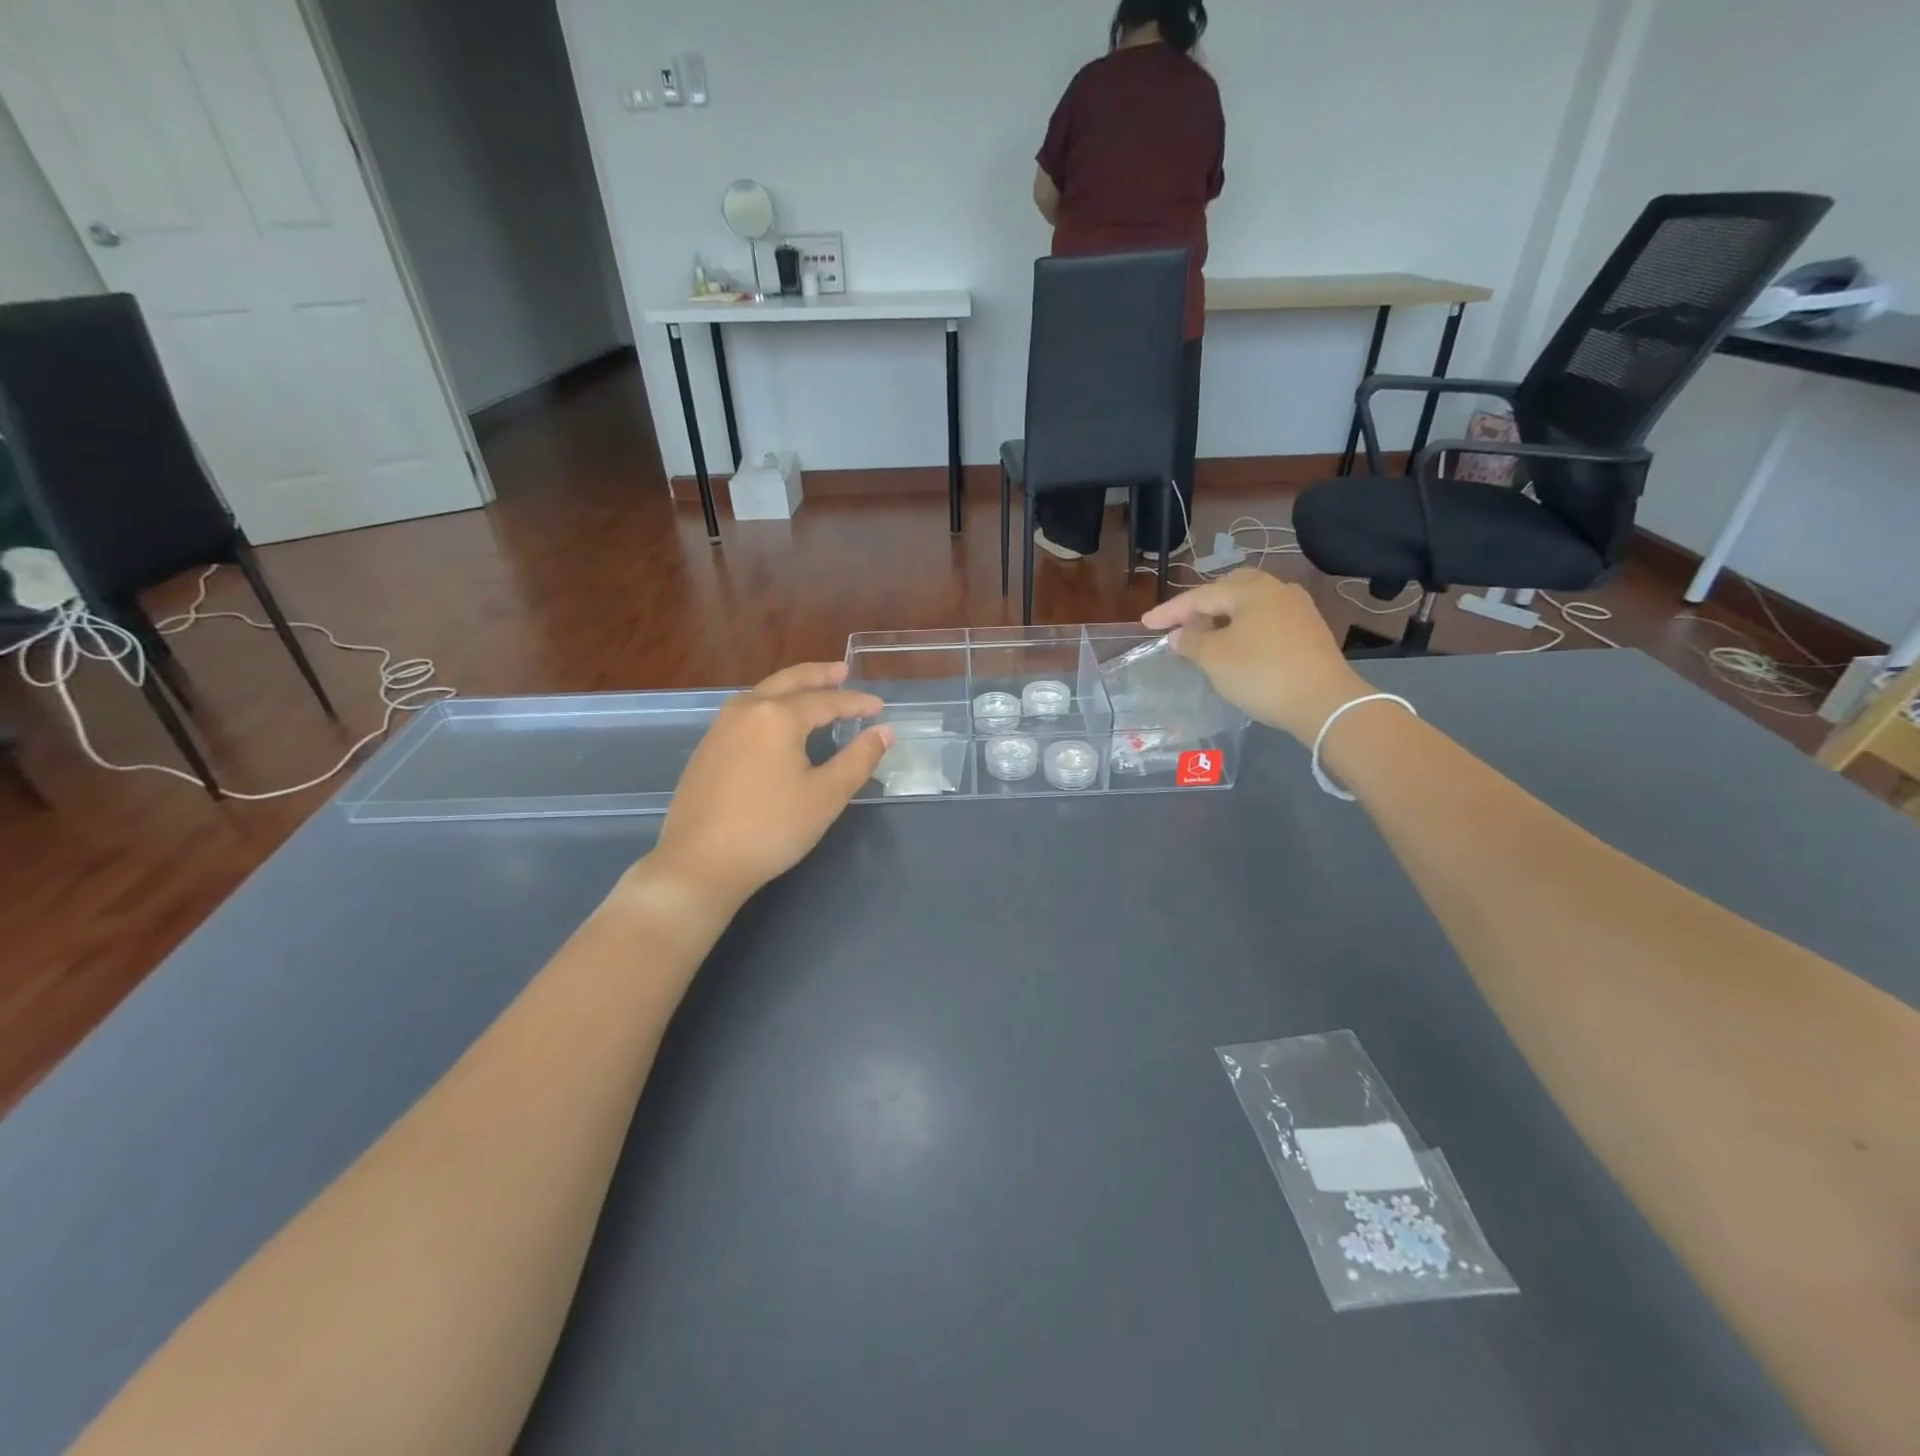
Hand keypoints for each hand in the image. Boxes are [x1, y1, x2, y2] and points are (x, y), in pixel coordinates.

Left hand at [648, 662, 892, 913]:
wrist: (700, 863)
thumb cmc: (771, 828)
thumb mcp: (826, 795)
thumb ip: (858, 759)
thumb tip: (884, 732)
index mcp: (777, 716)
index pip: (826, 701)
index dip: (856, 703)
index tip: (879, 707)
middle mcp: (746, 710)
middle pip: (788, 682)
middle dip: (818, 676)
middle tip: (843, 670)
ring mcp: (720, 728)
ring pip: (763, 694)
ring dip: (792, 688)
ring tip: (813, 690)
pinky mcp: (707, 749)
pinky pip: (746, 712)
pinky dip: (771, 706)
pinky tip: (777, 722)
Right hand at [1141, 569, 1368, 741]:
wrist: (1324, 702)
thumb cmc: (1261, 674)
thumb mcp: (1215, 659)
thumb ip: (1191, 642)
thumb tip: (1179, 634)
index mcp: (1252, 590)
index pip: (1201, 596)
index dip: (1170, 611)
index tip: (1146, 624)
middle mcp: (1277, 590)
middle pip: (1230, 590)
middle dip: (1201, 606)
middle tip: (1179, 623)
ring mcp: (1298, 610)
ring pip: (1250, 605)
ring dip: (1223, 618)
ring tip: (1204, 636)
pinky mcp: (1309, 631)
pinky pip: (1266, 620)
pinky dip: (1244, 628)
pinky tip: (1235, 646)